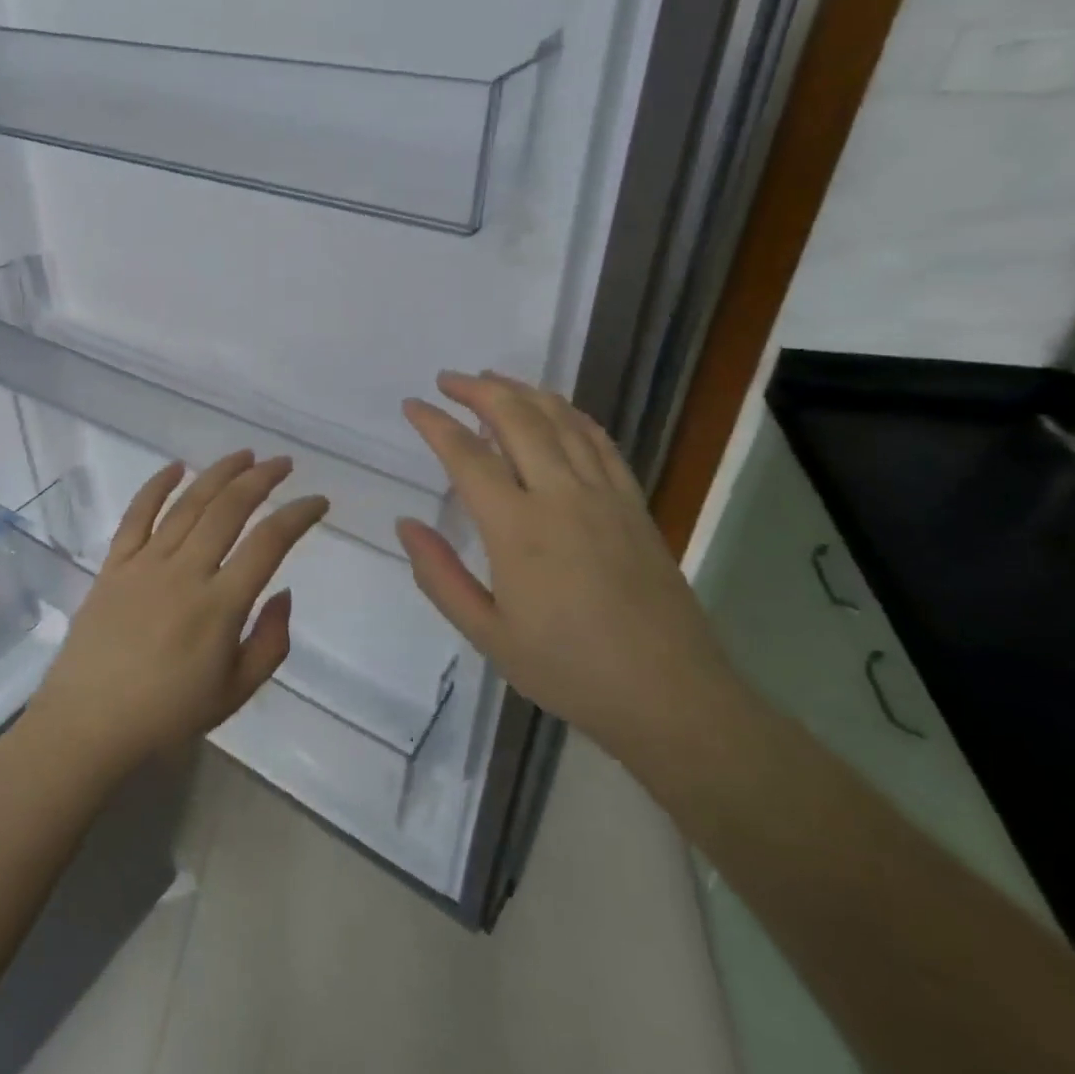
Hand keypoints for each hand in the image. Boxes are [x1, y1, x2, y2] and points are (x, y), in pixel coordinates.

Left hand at [28, 451, 328, 777]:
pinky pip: (137, 515)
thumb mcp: (235, 694)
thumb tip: (284, 593)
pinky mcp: (115, 564)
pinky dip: (156, 486)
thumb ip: (270, 642)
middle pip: (229, 509)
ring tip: (244, 455)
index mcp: (219, 606)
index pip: (268, 544)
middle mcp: (185, 572)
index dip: (297, 515)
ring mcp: (145, 564)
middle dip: (261, 479)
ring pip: (188, 504)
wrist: (88, 724)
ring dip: (219, 473)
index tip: (318, 502)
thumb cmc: (166, 715)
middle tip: (283, 464)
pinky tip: (176, 466)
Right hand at [397, 371, 729, 758]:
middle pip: (516, 419)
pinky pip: (599, 441)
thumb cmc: (568, 669)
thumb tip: (406, 525)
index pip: (467, 456)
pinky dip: (570, 414)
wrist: (668, 694)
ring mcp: (603, 494)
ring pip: (560, 419)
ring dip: (522, 391)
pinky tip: (555, 411)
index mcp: (517, 528)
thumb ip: (439, 576)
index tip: (413, 406)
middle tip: (448, 381)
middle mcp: (560, 495)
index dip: (435, 424)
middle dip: (477, 390)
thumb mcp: (486, 634)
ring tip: (493, 380)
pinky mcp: (633, 503)